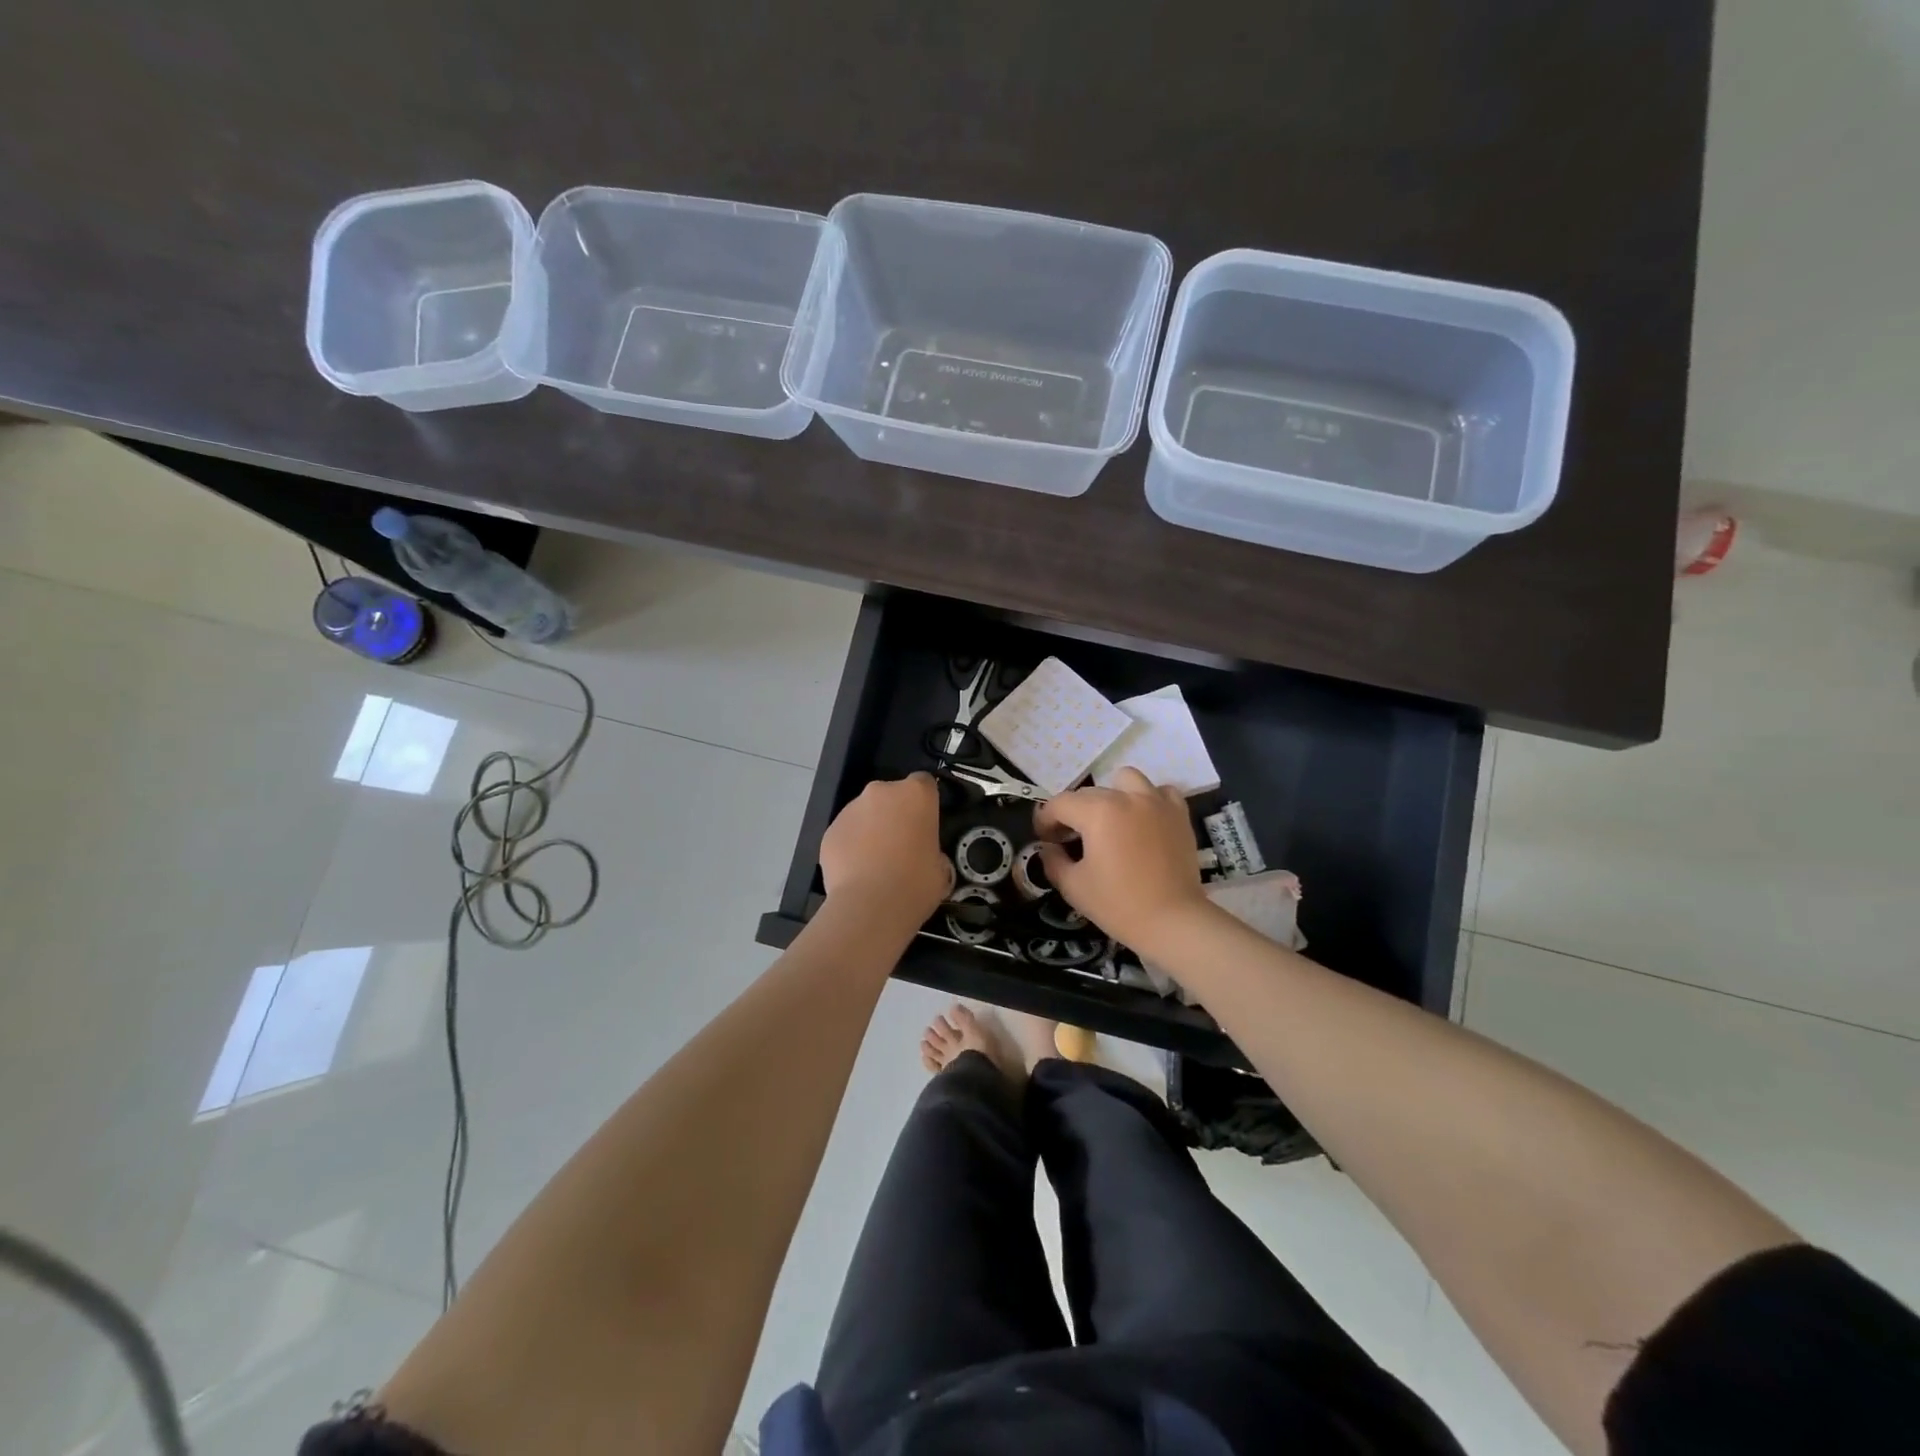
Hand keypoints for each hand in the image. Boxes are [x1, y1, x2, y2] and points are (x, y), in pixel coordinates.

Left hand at [819, 772, 948, 923]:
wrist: (870, 905)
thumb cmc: (916, 883)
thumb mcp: (941, 867)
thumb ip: (932, 850)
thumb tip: (925, 856)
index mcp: (916, 794)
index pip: (924, 782)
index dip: (925, 802)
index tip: (925, 823)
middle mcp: (881, 791)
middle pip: (891, 795)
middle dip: (895, 814)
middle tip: (901, 845)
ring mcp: (851, 809)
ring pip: (865, 813)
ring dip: (871, 829)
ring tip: (875, 863)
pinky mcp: (830, 830)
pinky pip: (846, 833)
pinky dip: (851, 846)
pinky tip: (857, 871)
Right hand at [1035, 767, 1210, 953]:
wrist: (1172, 921)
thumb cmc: (1118, 905)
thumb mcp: (1073, 886)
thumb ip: (1053, 860)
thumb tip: (1049, 847)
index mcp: (1097, 812)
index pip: (1060, 803)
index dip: (1045, 820)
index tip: (1044, 839)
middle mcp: (1126, 797)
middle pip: (1089, 793)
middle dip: (1074, 813)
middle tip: (1072, 839)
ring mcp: (1156, 802)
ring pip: (1125, 779)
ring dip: (1112, 795)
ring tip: (1111, 820)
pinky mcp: (1178, 814)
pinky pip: (1160, 791)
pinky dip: (1148, 799)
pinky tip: (1143, 819)